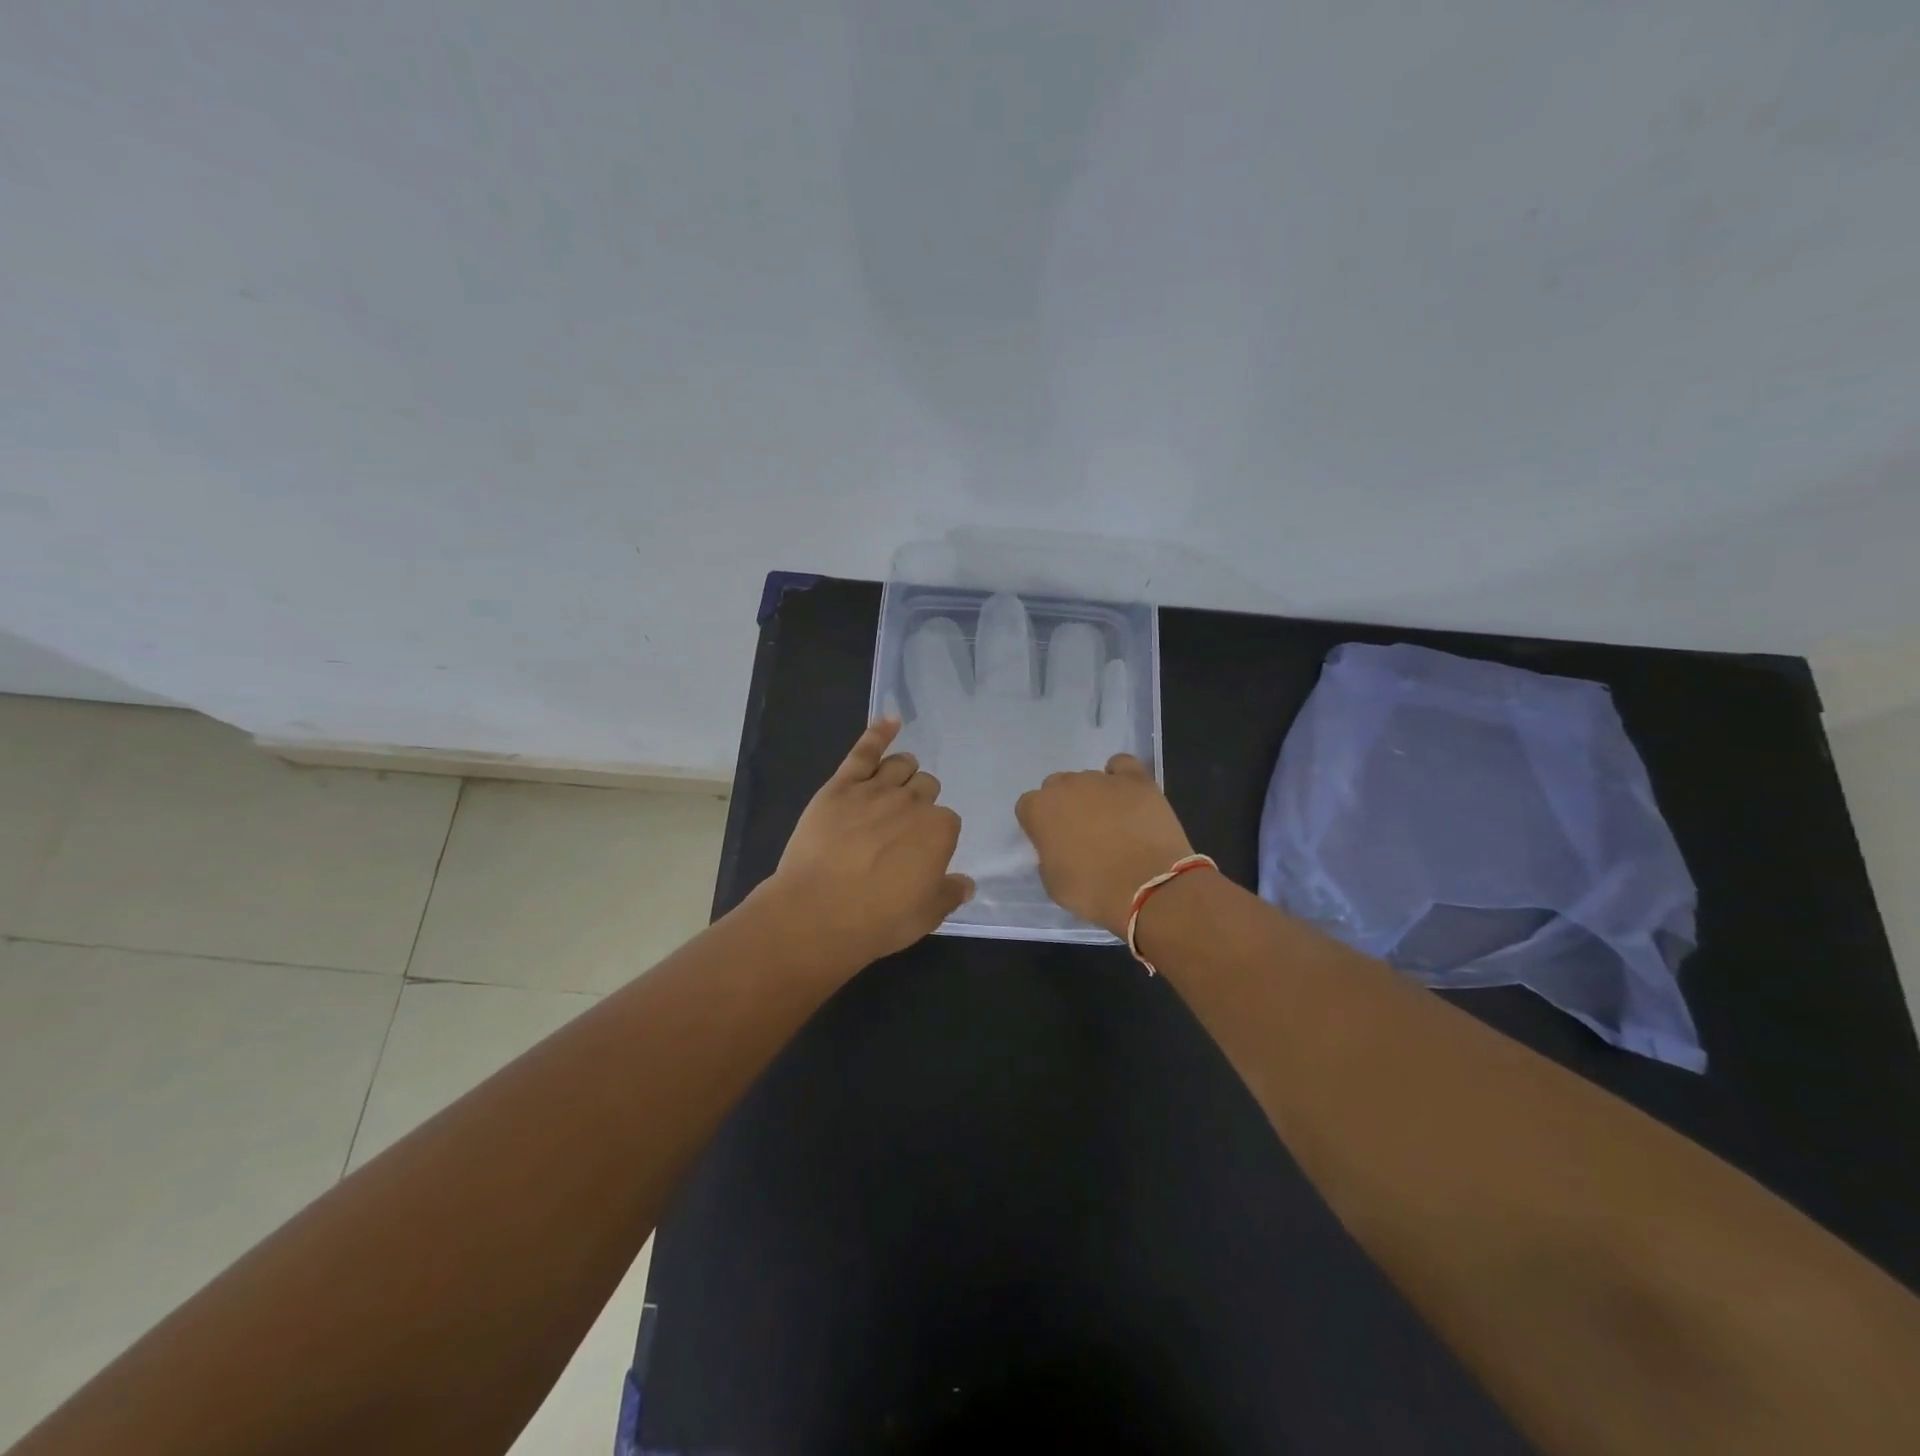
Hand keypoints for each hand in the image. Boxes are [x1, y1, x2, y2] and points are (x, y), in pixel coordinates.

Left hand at [765, 719, 974, 965]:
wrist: (818, 912)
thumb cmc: (877, 920)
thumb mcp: (925, 916)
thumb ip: (949, 894)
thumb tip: (966, 883)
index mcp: (940, 830)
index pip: (947, 820)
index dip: (934, 836)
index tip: (920, 853)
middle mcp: (912, 802)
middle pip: (926, 787)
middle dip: (920, 802)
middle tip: (903, 827)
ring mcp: (876, 789)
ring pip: (901, 765)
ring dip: (904, 771)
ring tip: (897, 783)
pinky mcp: (841, 785)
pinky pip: (864, 751)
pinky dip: (879, 732)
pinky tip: (890, 720)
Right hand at [1016, 754, 1194, 935]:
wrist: (1147, 887)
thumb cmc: (1093, 891)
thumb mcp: (1053, 882)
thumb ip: (1048, 855)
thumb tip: (1059, 846)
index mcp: (1039, 809)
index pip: (1028, 806)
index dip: (1040, 824)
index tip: (1052, 842)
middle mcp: (1066, 786)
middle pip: (1057, 787)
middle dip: (1066, 805)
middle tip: (1082, 833)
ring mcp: (1101, 779)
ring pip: (1089, 779)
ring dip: (1094, 796)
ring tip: (1114, 823)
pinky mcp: (1135, 779)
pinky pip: (1121, 765)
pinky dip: (1120, 776)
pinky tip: (1127, 795)